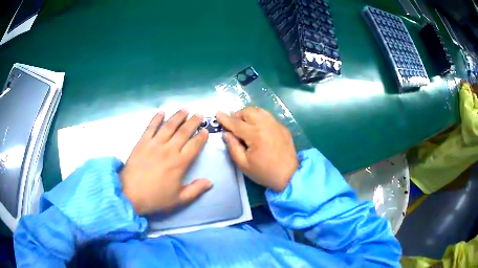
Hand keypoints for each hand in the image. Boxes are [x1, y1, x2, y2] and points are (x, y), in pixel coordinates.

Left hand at [121, 110, 212, 214]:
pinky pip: (150, 127)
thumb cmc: (155, 198)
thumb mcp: (179, 199)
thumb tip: (210, 182)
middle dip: (193, 122)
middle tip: (199, 114)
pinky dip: (156, 118)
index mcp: (180, 163)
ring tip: (185, 110)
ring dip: (178, 116)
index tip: (205, 130)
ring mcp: (154, 144)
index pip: (194, 145)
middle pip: (184, 132)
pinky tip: (161, 112)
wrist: (130, 194)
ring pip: (169, 126)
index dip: (201, 137)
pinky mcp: (142, 142)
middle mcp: (169, 149)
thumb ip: (195, 190)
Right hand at [216, 107, 297, 191]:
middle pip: (248, 111)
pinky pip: (268, 116)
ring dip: (248, 114)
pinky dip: (259, 118)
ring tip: (244, 124)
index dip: (225, 119)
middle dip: (238, 115)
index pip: (236, 123)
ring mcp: (276, 124)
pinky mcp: (282, 127)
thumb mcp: (243, 164)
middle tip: (233, 125)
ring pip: (259, 110)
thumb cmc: (264, 172)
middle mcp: (266, 125)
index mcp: (255, 135)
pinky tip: (258, 128)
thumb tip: (226, 133)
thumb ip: (233, 147)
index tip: (217, 114)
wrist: (290, 175)